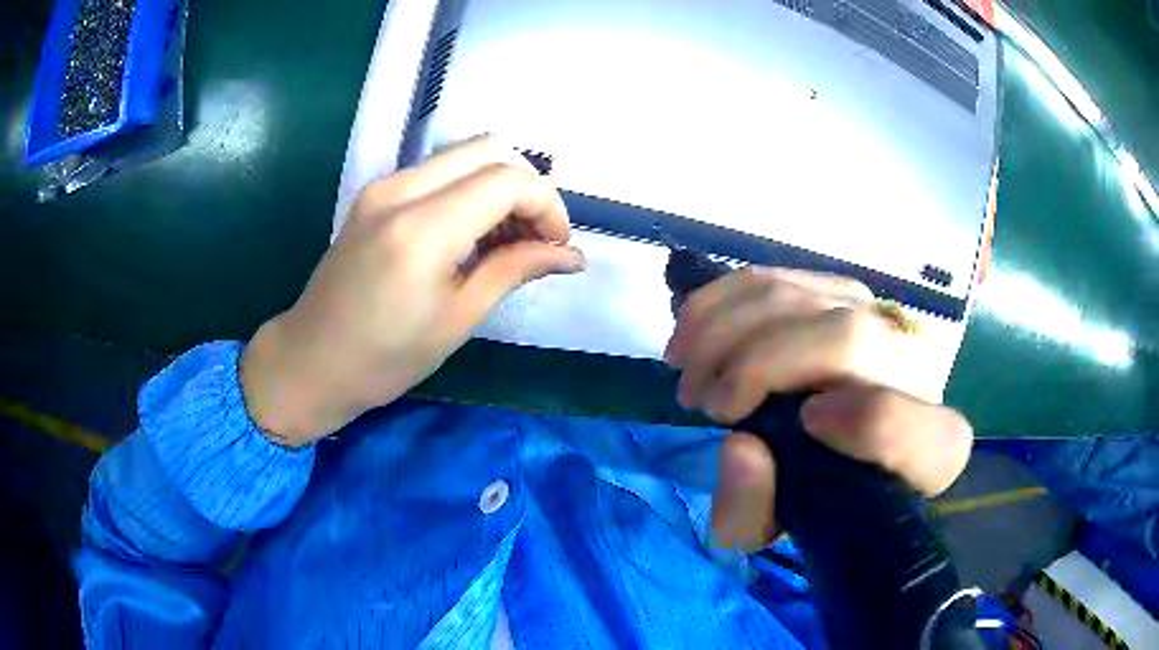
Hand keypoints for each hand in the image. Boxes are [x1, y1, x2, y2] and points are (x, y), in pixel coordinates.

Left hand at [241, 136, 584, 446]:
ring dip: (499, 186)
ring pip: (464, 155)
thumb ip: (514, 270)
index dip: (546, 205)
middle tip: (536, 237)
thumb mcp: (457, 320)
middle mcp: (400, 190)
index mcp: (422, 229)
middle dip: (527, 186)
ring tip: (508, 241)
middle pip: (488, 149)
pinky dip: (470, 191)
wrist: (310, 361)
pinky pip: (438, 173)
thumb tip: (570, 255)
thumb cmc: (383, 358)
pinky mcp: (375, 195)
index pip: (506, 181)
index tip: (557, 246)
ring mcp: (383, 187)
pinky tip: (473, 235)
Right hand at [663, 267, 972, 549]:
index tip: (806, 424)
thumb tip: (740, 447)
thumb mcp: (775, 527)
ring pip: (803, 299)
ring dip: (725, 331)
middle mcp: (918, 372)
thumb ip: (753, 511)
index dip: (868, 422)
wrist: (840, 448)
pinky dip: (722, 299)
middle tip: (702, 403)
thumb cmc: (812, 492)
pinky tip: (690, 329)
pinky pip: (778, 277)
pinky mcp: (841, 290)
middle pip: (849, 339)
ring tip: (687, 372)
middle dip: (757, 365)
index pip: (916, 427)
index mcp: (928, 450)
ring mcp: (880, 318)